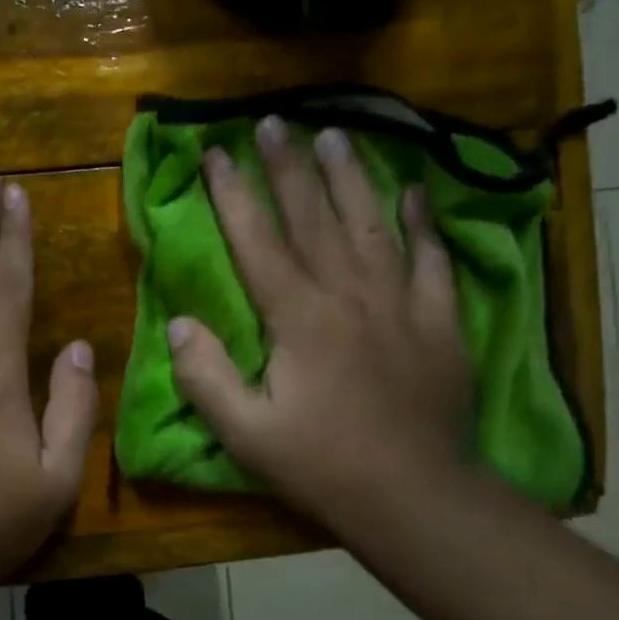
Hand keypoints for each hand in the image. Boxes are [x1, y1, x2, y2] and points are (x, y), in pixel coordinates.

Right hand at [168, 117, 472, 533]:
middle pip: (314, 217)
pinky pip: (433, 261)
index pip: (258, 241)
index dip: (233, 194)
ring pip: (371, 224)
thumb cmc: (321, 465)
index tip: (215, 152)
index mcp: (298, 318)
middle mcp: (349, 295)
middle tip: (272, 121)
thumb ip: (205, 375)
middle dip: (288, 167)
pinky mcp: (439, 322)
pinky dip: (424, 224)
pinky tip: (416, 192)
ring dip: (351, 176)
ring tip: (335, 133)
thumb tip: (179, 322)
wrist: (415, 497)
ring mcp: (400, 304)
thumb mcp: (245, 433)